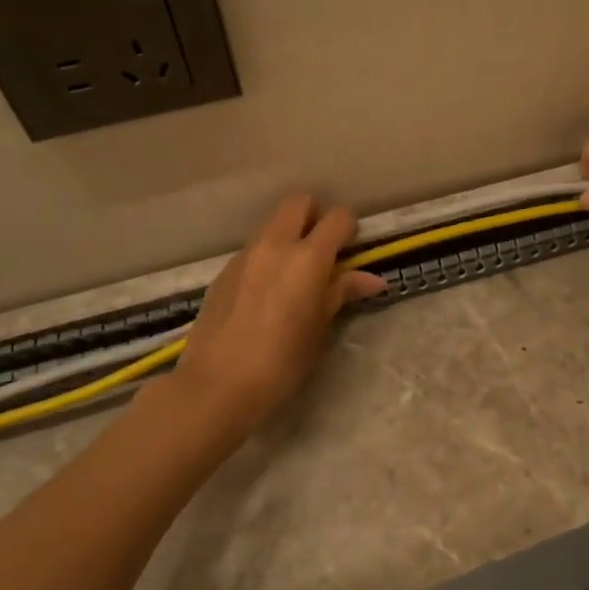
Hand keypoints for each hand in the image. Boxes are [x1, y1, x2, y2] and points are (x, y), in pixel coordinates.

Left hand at [168, 193, 385, 434]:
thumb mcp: (319, 330)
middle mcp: (274, 245)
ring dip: (289, 235)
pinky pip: (253, 249)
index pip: (337, 218)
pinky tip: (267, 292)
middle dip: (315, 215)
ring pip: (272, 224)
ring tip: (295, 273)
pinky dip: (267, 256)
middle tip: (324, 248)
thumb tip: (372, 279)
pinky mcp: (223, 272)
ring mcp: (244, 256)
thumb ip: (342, 293)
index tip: (352, 248)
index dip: (349, 228)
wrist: (216, 386)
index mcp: (307, 258)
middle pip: (298, 202)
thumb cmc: (281, 363)